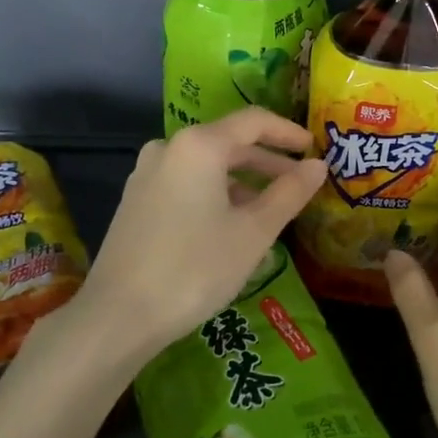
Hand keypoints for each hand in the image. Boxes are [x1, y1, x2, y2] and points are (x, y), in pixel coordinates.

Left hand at [72, 108, 327, 368]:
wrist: (118, 316)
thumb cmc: (196, 268)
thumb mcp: (254, 232)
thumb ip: (289, 193)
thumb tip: (318, 166)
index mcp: (199, 146)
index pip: (254, 122)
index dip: (287, 132)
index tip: (313, 148)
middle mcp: (169, 149)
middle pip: (229, 144)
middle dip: (267, 164)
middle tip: (299, 185)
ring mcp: (147, 174)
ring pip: (207, 168)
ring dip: (242, 184)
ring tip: (271, 213)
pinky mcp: (136, 201)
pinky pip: (186, 185)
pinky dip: (215, 196)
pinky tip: (232, 229)